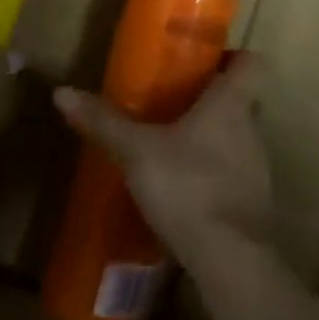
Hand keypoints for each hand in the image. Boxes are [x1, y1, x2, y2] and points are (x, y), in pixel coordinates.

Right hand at [53, 53, 274, 271]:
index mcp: (230, 103)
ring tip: (173, 148)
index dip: (233, 56)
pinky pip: (233, 178)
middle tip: (175, 103)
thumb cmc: (189, 187)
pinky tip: (183, 193)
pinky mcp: (253, 208)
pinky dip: (212, 178)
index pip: (252, 63)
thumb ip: (104, 122)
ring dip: (211, 141)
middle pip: (240, 101)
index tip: (205, 61)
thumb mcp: (137, 151)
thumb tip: (62, 92)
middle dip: (210, 101)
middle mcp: (251, 130)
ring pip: (237, 140)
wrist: (232, 263)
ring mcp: (257, 171)